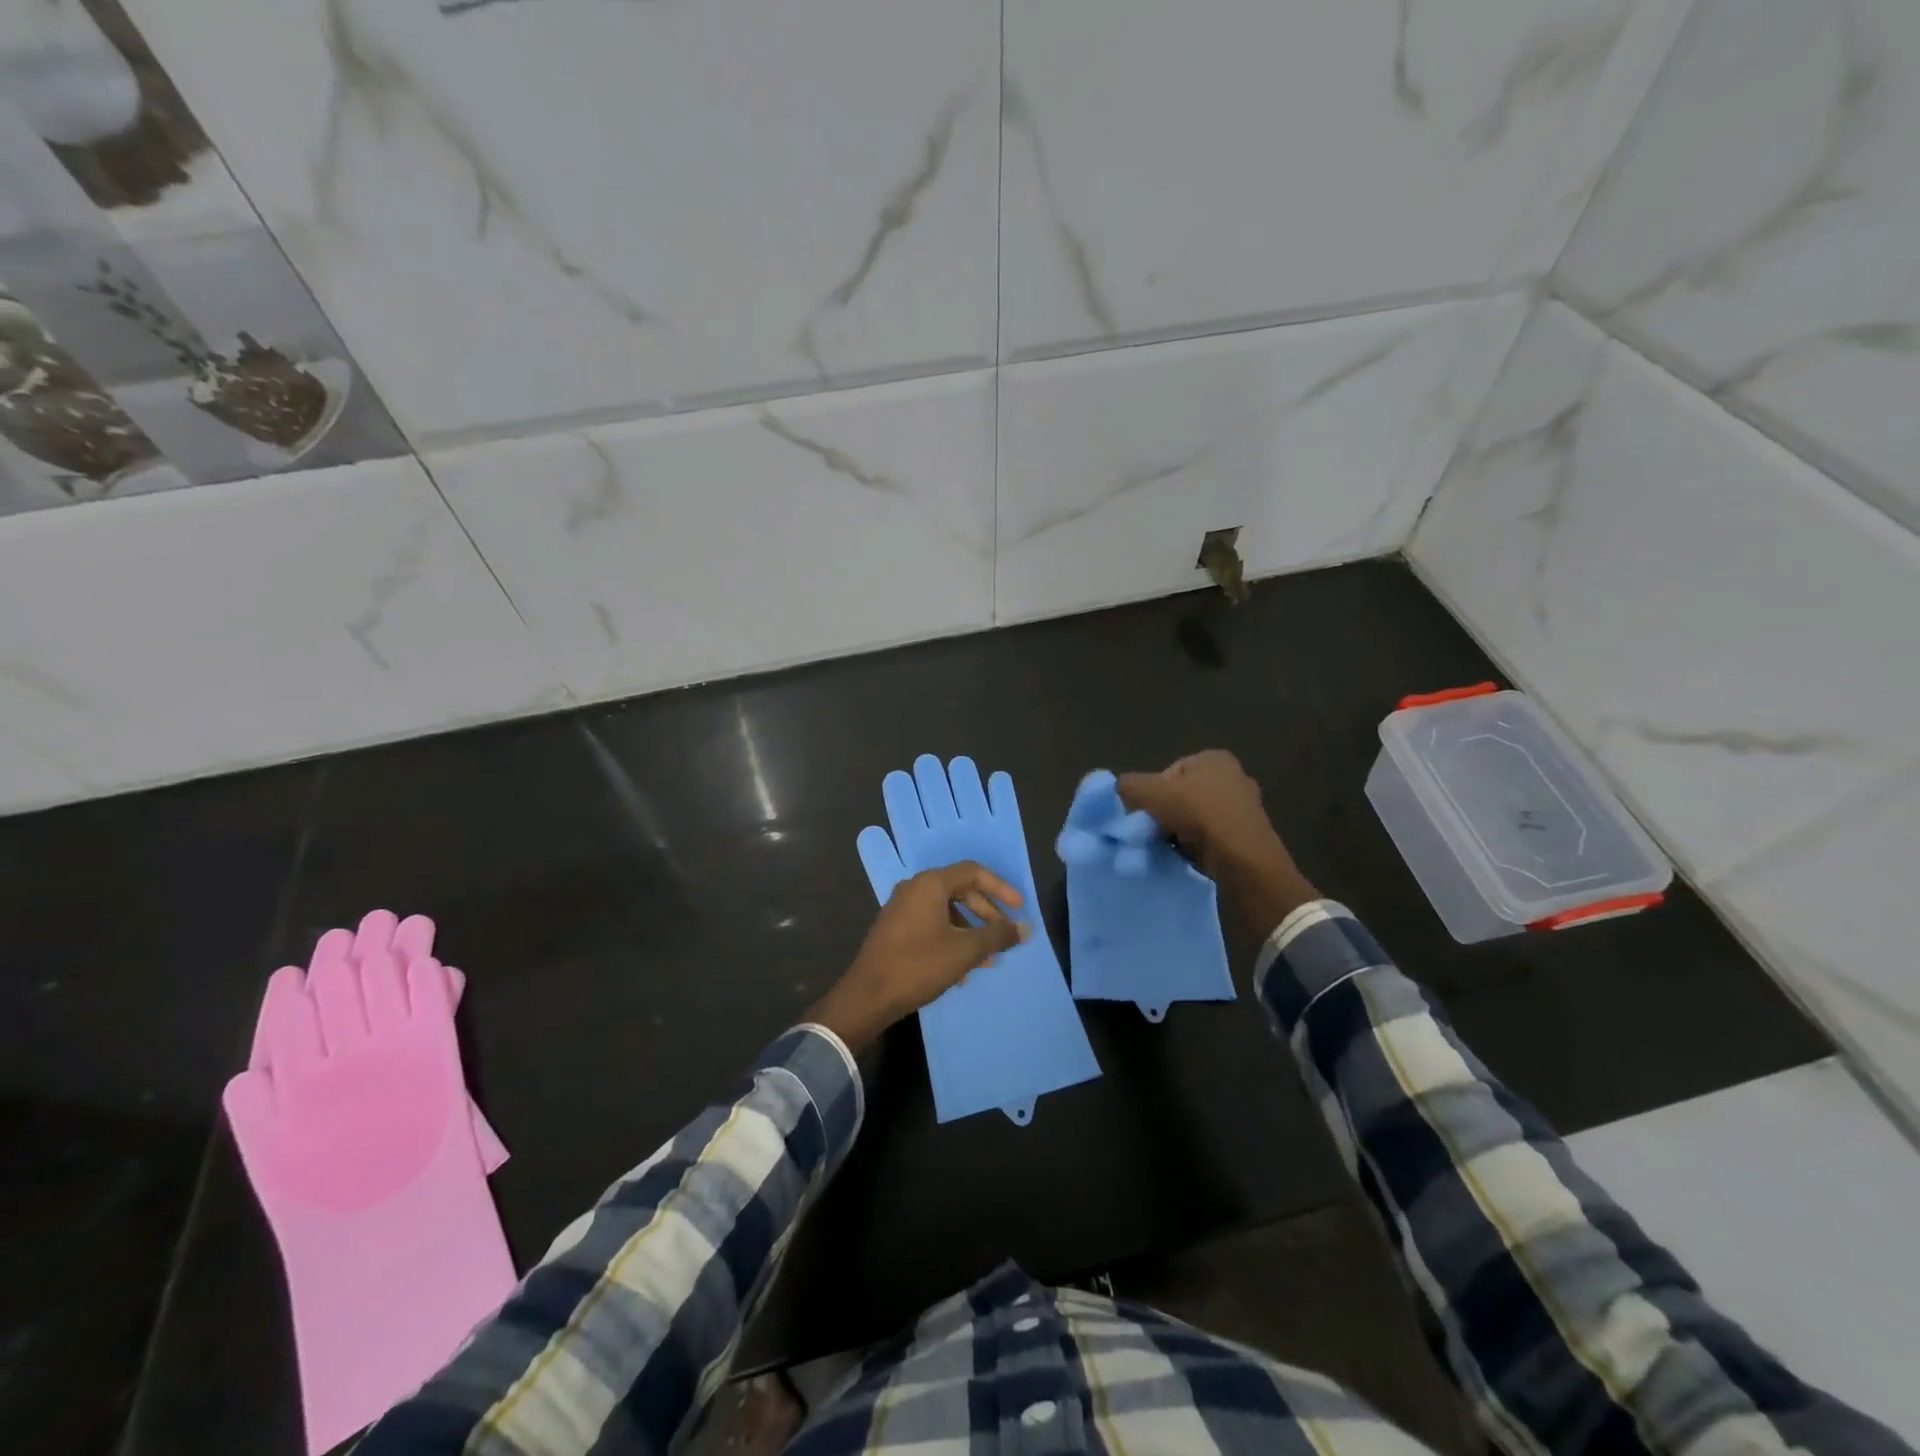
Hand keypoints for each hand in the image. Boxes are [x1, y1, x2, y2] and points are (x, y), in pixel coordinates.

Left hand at [808, 863, 1028, 1052]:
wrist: (868, 996)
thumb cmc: (918, 965)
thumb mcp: (965, 951)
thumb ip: (997, 936)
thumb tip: (1026, 929)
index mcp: (930, 884)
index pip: (973, 872)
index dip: (1001, 888)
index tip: (1019, 909)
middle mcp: (914, 888)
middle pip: (960, 890)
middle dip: (986, 913)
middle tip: (1004, 936)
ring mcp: (901, 908)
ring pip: (946, 910)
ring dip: (970, 931)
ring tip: (988, 959)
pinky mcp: (895, 929)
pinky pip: (931, 924)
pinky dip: (951, 938)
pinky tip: (962, 969)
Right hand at [1117, 751, 1319, 940]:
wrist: (1241, 857)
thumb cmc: (1196, 812)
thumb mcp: (1149, 792)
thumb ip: (1128, 785)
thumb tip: (1118, 789)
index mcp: (1214, 758)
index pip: (1170, 772)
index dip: (1153, 792)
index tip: (1146, 812)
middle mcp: (1234, 777)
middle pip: (1183, 796)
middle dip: (1165, 813)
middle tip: (1153, 831)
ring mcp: (1244, 808)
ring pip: (1196, 819)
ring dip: (1179, 832)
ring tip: (1169, 847)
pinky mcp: (1248, 837)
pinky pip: (1211, 839)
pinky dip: (1197, 847)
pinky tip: (1188, 857)